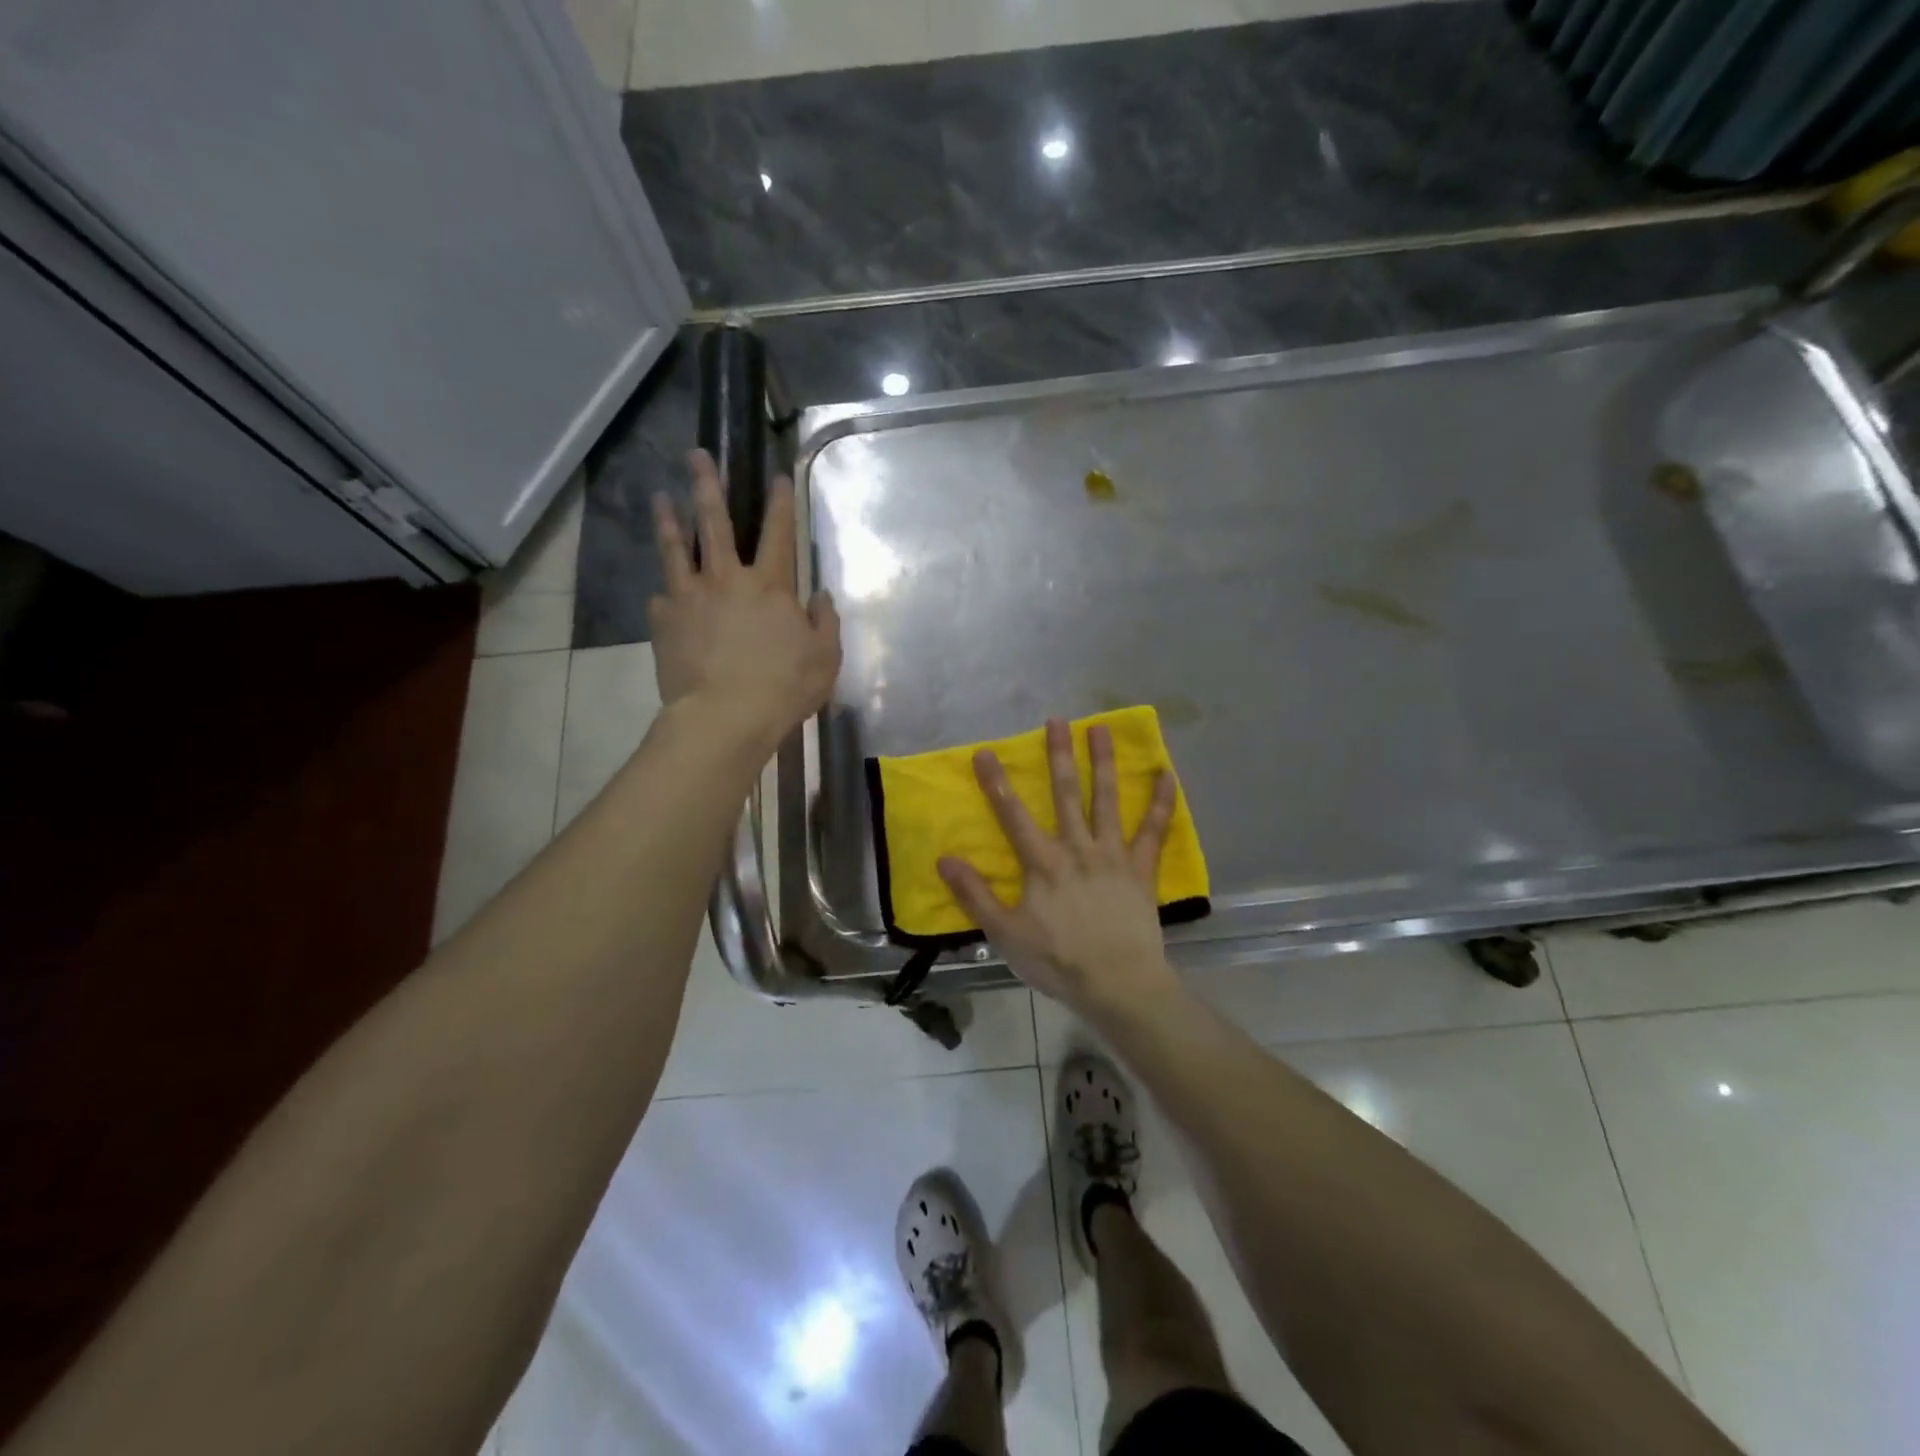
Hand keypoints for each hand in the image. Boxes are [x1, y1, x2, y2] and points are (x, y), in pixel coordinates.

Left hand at [649, 451, 840, 752]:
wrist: (724, 717)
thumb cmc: (783, 687)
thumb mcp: (825, 657)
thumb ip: (824, 621)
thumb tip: (819, 596)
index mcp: (770, 585)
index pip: (779, 533)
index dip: (780, 503)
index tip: (777, 477)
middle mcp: (726, 579)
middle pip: (714, 522)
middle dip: (707, 485)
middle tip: (696, 455)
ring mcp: (689, 598)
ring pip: (676, 549)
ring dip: (668, 520)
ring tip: (659, 497)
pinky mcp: (664, 622)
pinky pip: (662, 598)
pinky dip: (665, 593)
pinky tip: (661, 593)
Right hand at [937, 719, 1183, 1018]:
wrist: (1117, 984)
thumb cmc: (1058, 961)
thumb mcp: (1005, 934)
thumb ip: (976, 895)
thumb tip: (945, 859)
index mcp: (1043, 863)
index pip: (1013, 815)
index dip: (997, 783)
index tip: (986, 752)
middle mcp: (1078, 848)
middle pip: (1066, 794)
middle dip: (1059, 756)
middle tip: (1058, 720)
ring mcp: (1113, 855)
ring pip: (1107, 801)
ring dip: (1105, 764)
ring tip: (1103, 729)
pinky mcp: (1141, 869)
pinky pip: (1153, 831)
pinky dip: (1161, 803)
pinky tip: (1167, 776)